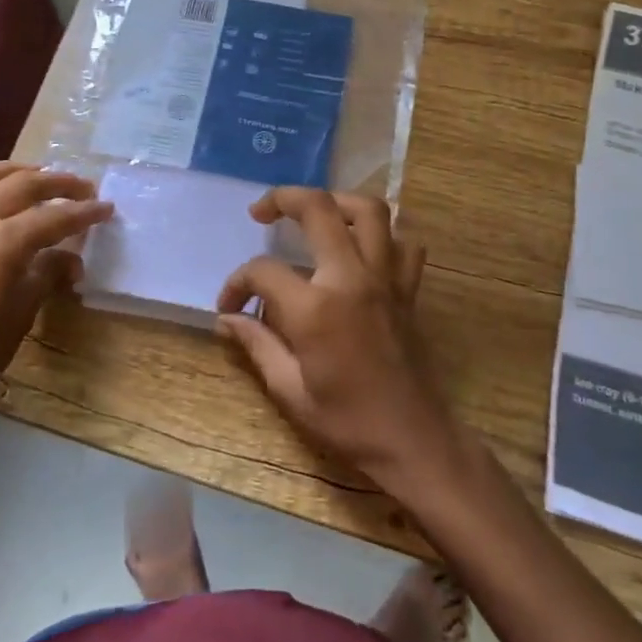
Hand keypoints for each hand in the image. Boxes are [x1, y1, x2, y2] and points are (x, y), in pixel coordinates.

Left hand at [0, 162, 112, 376]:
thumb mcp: (25, 308)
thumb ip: (50, 272)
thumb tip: (71, 259)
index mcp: (2, 242)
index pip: (53, 217)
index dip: (83, 211)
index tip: (106, 208)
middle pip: (19, 186)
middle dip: (55, 182)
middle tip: (80, 185)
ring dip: (6, 170)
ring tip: (28, 174)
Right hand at [215, 187, 456, 488]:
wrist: (414, 442)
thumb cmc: (348, 422)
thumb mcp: (290, 391)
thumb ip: (257, 344)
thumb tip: (227, 318)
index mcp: (316, 308)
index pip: (263, 271)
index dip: (237, 283)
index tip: (229, 306)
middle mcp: (352, 279)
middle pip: (319, 209)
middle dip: (283, 198)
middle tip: (261, 210)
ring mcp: (386, 279)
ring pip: (370, 210)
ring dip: (338, 201)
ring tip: (315, 212)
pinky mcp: (408, 289)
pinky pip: (403, 243)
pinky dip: (383, 235)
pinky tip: (363, 248)